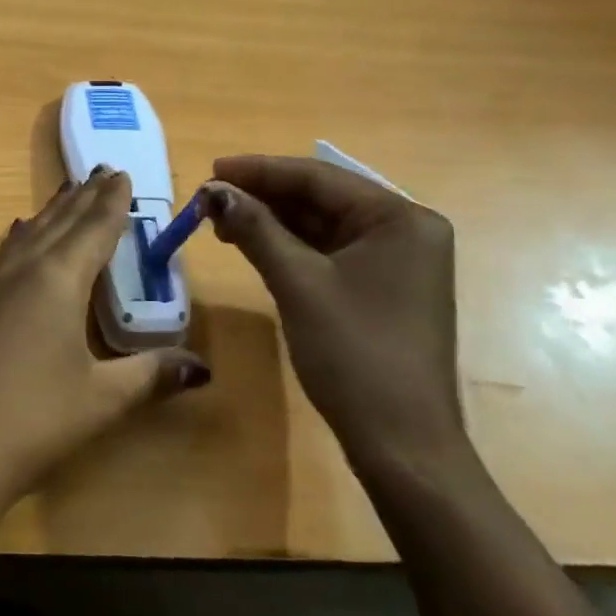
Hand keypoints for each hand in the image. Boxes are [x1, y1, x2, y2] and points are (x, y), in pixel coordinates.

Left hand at [0, 168, 209, 546]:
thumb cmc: (31, 419)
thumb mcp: (100, 400)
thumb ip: (150, 376)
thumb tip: (202, 368)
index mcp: (57, 279)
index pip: (93, 229)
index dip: (111, 202)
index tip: (121, 173)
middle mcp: (22, 271)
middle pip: (58, 223)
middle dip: (82, 198)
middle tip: (100, 171)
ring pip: (28, 234)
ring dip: (51, 213)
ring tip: (66, 195)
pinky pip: (5, 255)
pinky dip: (23, 238)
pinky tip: (19, 240)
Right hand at [203, 154, 461, 471]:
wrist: (401, 444)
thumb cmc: (353, 352)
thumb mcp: (298, 283)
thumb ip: (255, 229)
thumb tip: (213, 192)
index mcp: (400, 218)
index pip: (319, 178)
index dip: (260, 171)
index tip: (211, 171)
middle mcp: (405, 231)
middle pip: (321, 199)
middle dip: (264, 197)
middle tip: (209, 200)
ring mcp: (396, 262)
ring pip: (322, 226)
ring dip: (273, 222)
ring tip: (221, 222)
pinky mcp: (381, 288)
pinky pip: (329, 252)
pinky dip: (290, 247)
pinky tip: (254, 246)